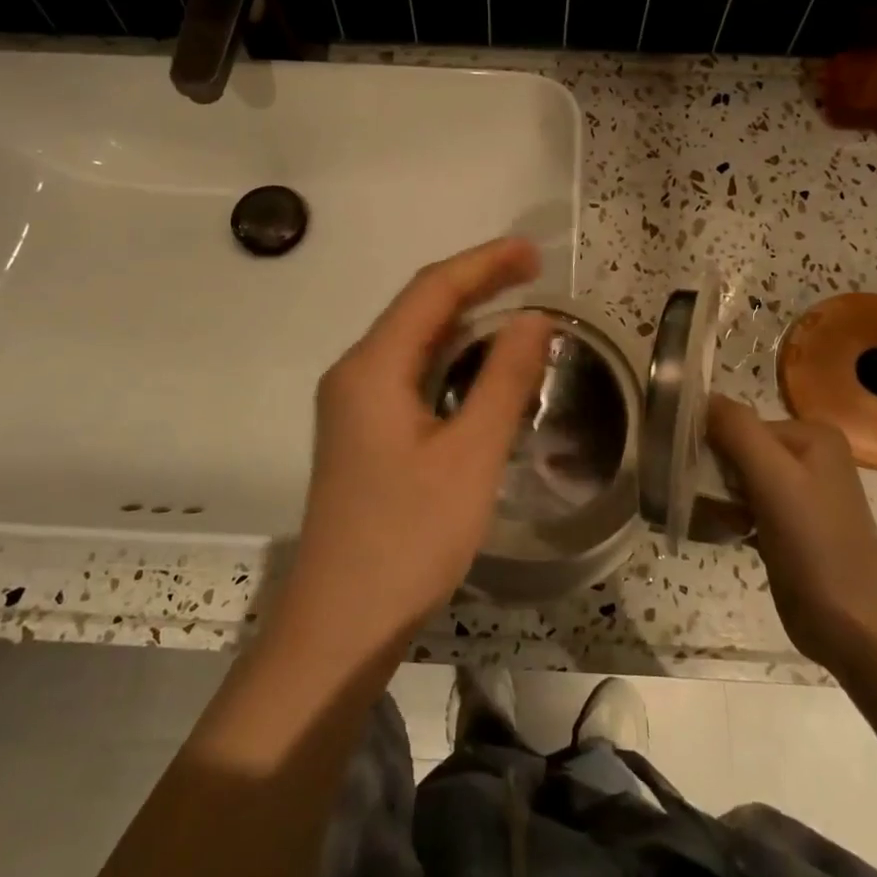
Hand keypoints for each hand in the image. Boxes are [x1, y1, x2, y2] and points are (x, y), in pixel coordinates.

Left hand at [280, 238, 552, 651]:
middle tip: (534, 275)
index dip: (484, 263)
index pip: (431, 290)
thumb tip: (535, 318)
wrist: (341, 624)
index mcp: (372, 367)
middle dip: (476, 285)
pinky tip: (481, 370)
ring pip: (413, 343)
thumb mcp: (471, 456)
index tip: (533, 252)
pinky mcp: (362, 433)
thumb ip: (504, 380)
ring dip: (464, 322)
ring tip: (517, 312)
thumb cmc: (408, 539)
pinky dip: (450, 360)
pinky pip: (409, 375)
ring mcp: (353, 405)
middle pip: (418, 310)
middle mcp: (354, 374)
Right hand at [707, 395, 876, 666]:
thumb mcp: (775, 479)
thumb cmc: (817, 546)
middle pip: (736, 450)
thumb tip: (698, 395)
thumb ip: (737, 431)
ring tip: (701, 518)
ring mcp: (798, 494)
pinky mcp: (787, 528)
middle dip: (710, 473)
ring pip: (736, 481)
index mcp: (810, 435)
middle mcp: (807, 456)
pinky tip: (714, 532)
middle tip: (691, 497)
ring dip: (712, 497)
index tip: (682, 468)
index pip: (739, 422)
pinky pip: (742, 507)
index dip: (708, 442)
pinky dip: (724, 517)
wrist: (858, 628)